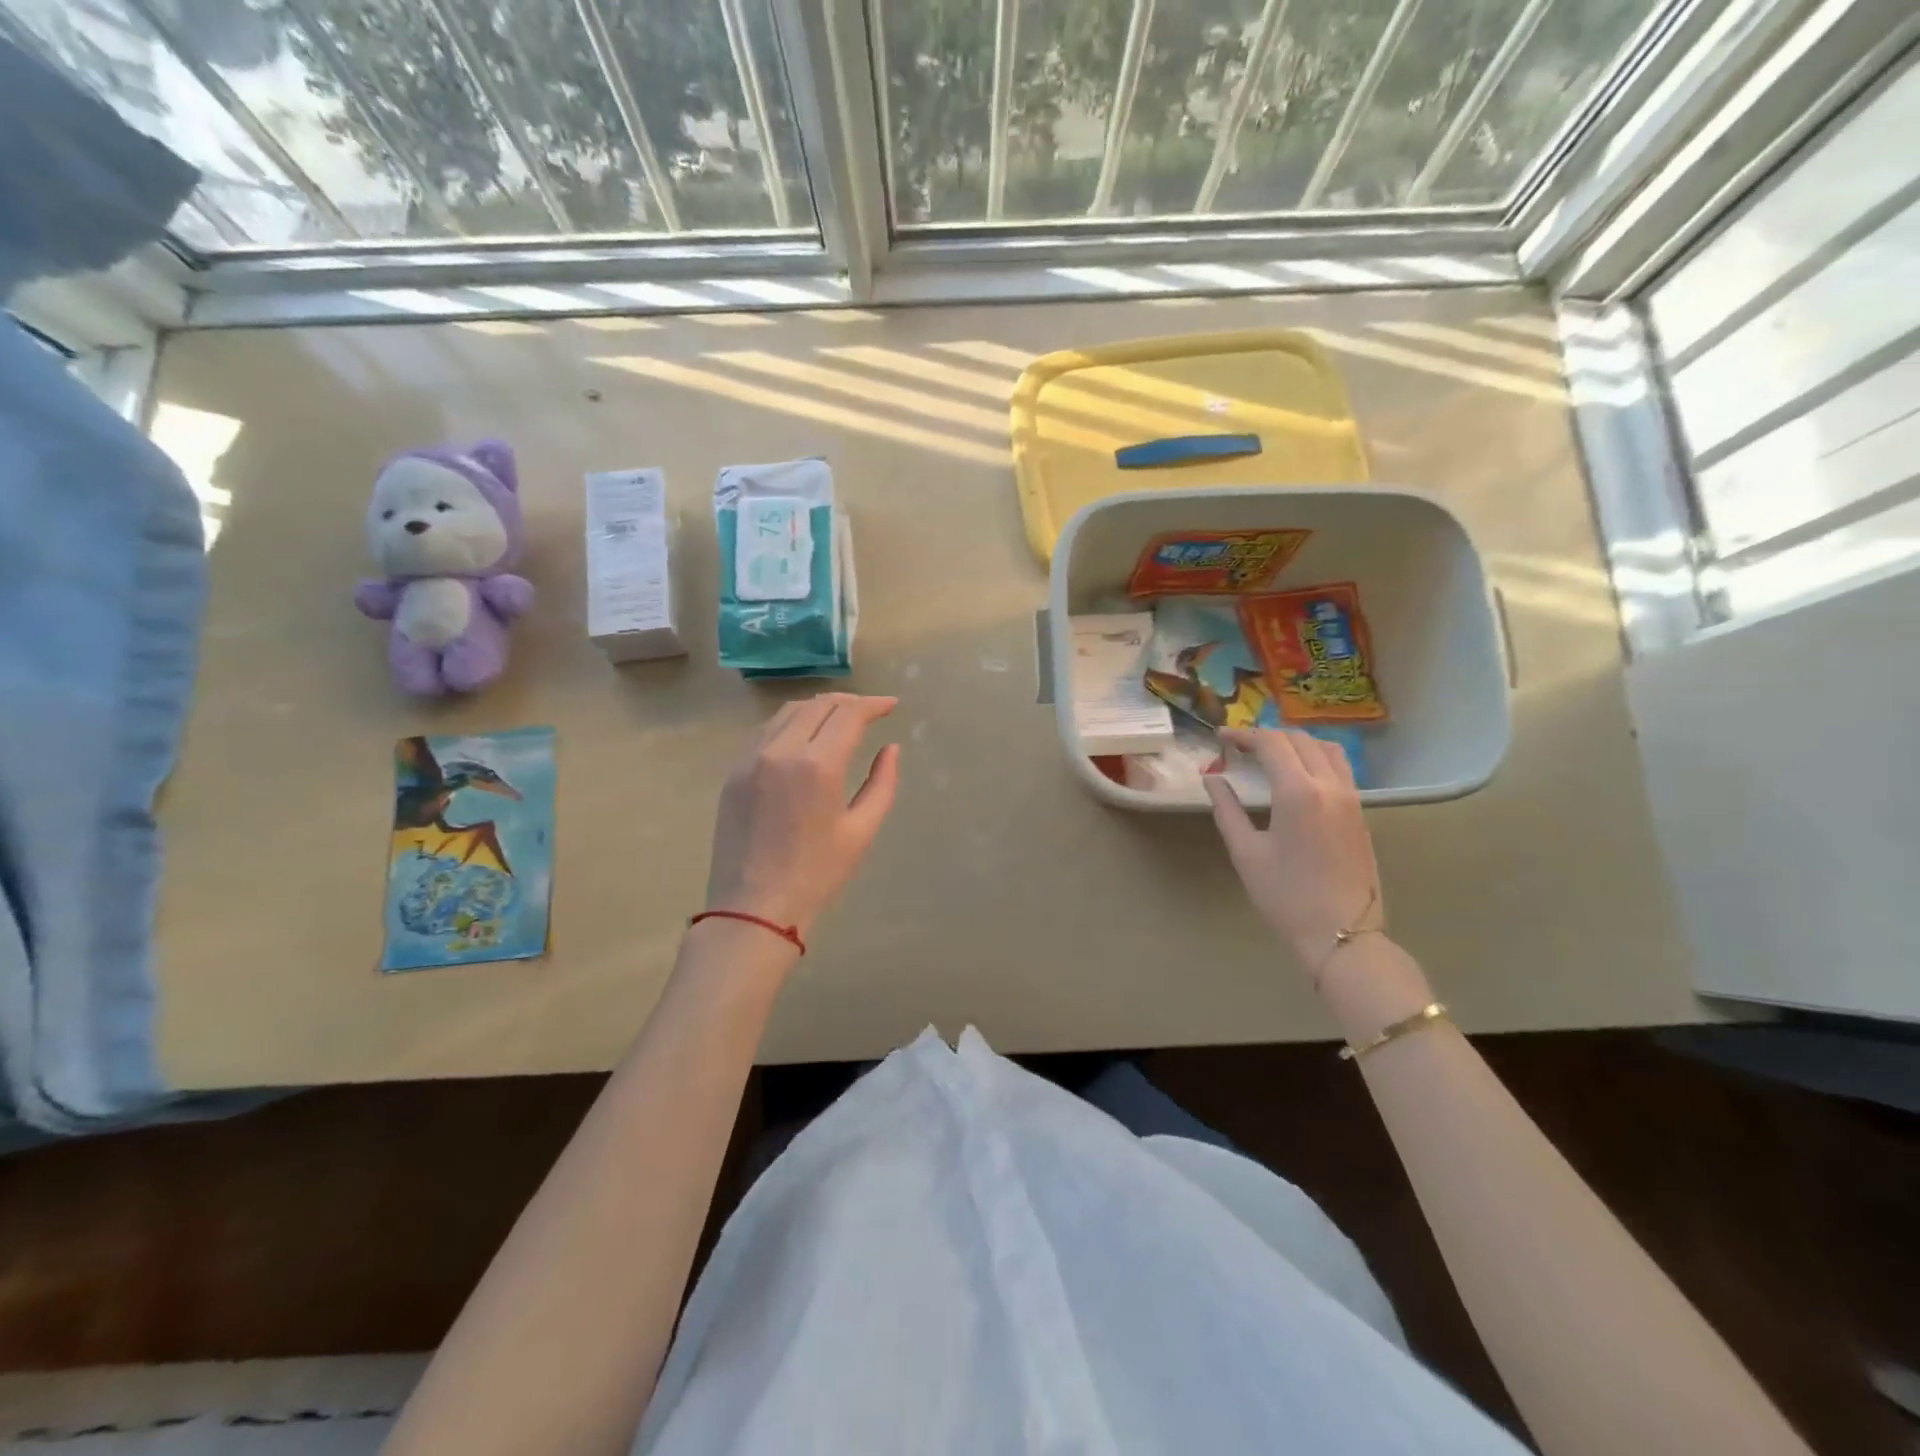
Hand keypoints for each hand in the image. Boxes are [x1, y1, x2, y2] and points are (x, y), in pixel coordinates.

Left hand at [704, 694, 901, 937]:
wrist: (753, 909)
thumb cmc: (817, 875)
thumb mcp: (861, 831)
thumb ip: (881, 783)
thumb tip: (890, 748)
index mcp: (817, 765)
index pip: (848, 714)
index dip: (873, 704)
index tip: (892, 705)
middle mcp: (780, 750)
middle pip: (818, 705)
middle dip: (849, 702)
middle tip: (870, 712)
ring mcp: (750, 759)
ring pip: (788, 712)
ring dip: (819, 709)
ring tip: (840, 720)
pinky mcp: (733, 772)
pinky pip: (765, 732)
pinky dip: (791, 724)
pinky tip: (805, 738)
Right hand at [1204, 729, 1383, 975]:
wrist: (1341, 933)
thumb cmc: (1285, 896)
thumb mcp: (1246, 852)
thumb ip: (1227, 809)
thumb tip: (1212, 779)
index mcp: (1298, 792)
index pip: (1272, 743)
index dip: (1244, 735)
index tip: (1221, 737)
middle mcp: (1330, 785)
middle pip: (1300, 740)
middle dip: (1268, 736)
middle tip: (1240, 746)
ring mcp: (1351, 798)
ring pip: (1327, 749)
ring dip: (1296, 742)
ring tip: (1271, 754)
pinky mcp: (1360, 812)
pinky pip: (1340, 768)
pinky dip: (1315, 757)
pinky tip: (1297, 776)